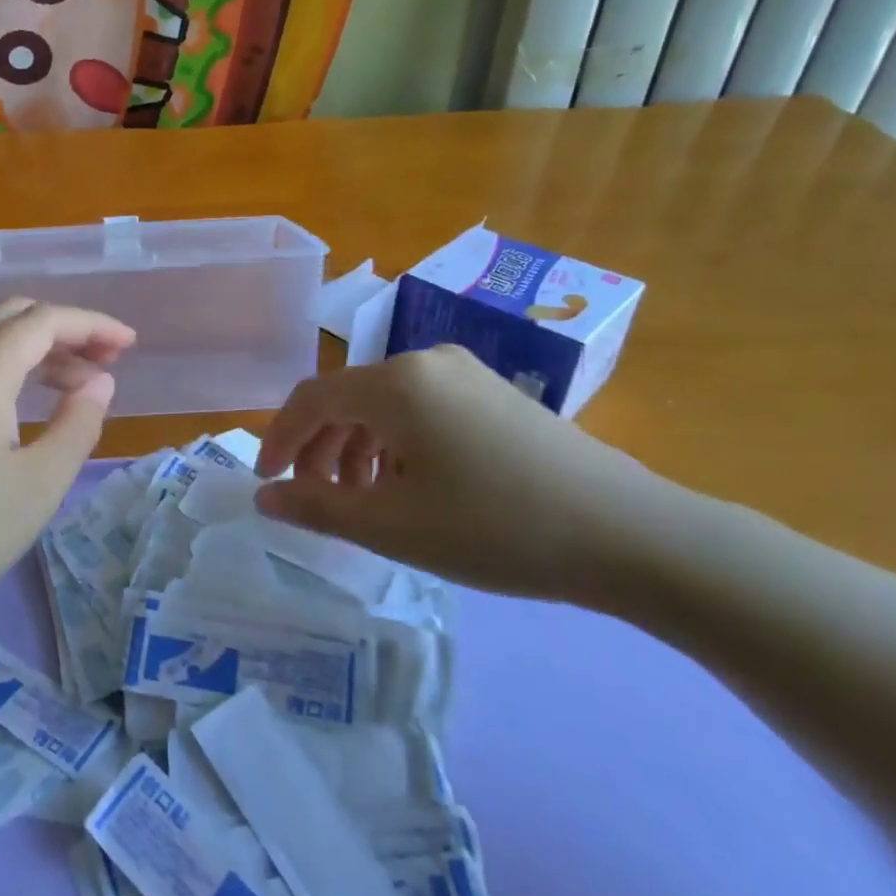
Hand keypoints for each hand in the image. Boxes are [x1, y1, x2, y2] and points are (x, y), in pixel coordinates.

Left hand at [0, 299, 135, 623]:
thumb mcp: (40, 483)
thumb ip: (78, 422)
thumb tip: (100, 382)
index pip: (44, 320)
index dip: (93, 325)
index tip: (130, 345)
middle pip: (12, 315)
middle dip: (65, 329)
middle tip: (106, 361)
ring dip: (36, 347)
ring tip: (77, 385)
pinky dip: (6, 365)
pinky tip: (27, 401)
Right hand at [254, 345, 680, 607]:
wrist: (629, 534)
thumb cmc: (494, 528)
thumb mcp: (392, 526)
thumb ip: (317, 507)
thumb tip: (265, 498)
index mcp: (395, 383)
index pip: (310, 399)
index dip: (279, 440)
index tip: (268, 483)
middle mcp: (426, 361)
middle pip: (346, 398)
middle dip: (318, 447)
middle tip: (313, 498)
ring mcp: (466, 372)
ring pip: (384, 404)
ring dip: (356, 447)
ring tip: (360, 500)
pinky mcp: (494, 392)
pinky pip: (421, 408)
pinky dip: (395, 443)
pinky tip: (408, 485)